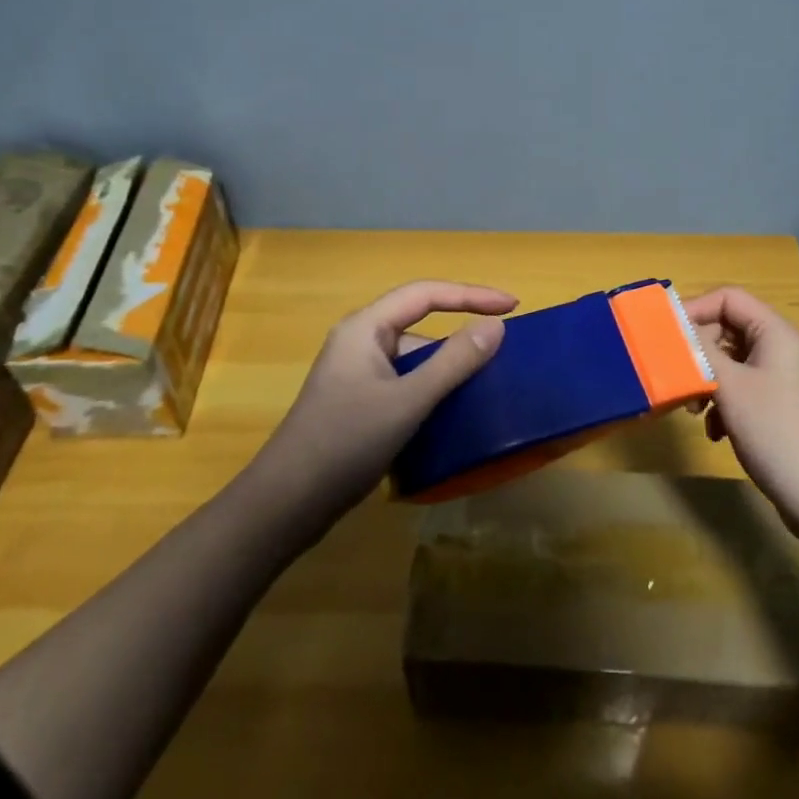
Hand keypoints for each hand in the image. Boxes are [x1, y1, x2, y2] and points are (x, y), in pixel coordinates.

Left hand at [249, 280, 515, 528]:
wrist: (287, 503)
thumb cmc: (346, 442)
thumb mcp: (407, 401)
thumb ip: (453, 362)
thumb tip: (496, 327)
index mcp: (365, 328)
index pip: (426, 294)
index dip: (471, 294)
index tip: (512, 305)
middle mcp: (360, 342)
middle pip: (419, 323)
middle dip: (460, 331)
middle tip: (503, 347)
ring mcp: (358, 374)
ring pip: (413, 357)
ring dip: (447, 366)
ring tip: (487, 381)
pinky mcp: (359, 403)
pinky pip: (405, 382)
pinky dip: (432, 389)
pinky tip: (454, 410)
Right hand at [683, 286, 798, 539]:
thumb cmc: (776, 432)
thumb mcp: (730, 387)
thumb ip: (699, 350)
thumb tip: (673, 324)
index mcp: (775, 333)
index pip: (728, 298)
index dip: (694, 308)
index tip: (664, 334)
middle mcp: (779, 349)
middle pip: (726, 328)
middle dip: (697, 350)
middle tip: (676, 375)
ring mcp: (779, 379)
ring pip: (729, 361)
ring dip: (706, 379)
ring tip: (693, 408)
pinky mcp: (776, 407)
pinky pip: (739, 388)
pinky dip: (721, 403)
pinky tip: (715, 431)